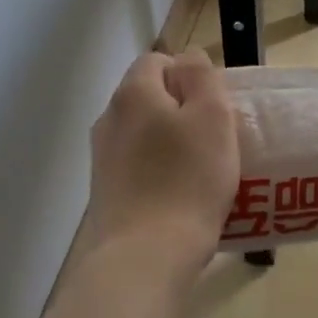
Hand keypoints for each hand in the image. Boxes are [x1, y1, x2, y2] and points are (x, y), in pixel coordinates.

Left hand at [79, 50, 238, 290]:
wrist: (144, 258)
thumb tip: (187, 59)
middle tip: (215, 138)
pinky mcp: (105, 192)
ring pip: (144, 134)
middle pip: (150, 98)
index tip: (215, 106)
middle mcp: (109, 119)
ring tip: (202, 171)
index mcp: (133, 93)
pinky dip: (159, 172)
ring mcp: (102, 158)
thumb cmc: (187, 180)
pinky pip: (138, 166)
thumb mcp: (212, 116)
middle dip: (182, 110)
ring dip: (171, 143)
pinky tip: (181, 197)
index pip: (158, 60)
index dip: (189, 75)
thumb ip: (201, 76)